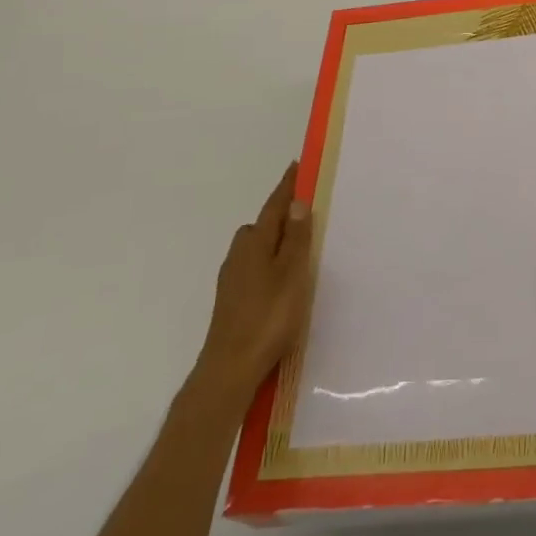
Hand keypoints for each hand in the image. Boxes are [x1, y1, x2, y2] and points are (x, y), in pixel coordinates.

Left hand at [195, 162, 314, 396]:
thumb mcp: (291, 273)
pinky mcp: (232, 300)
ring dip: (275, 241)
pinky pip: (254, 267)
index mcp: (255, 243)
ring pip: (256, 248)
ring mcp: (232, 279)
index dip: (287, 187)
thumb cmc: (268, 316)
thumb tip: (296, 202)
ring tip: (299, 248)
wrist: (230, 369)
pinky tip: (281, 280)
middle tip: (306, 211)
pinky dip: (269, 262)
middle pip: (262, 225)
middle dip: (281, 215)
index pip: (274, 206)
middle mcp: (239, 255)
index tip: (297, 166)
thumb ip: (295, 237)